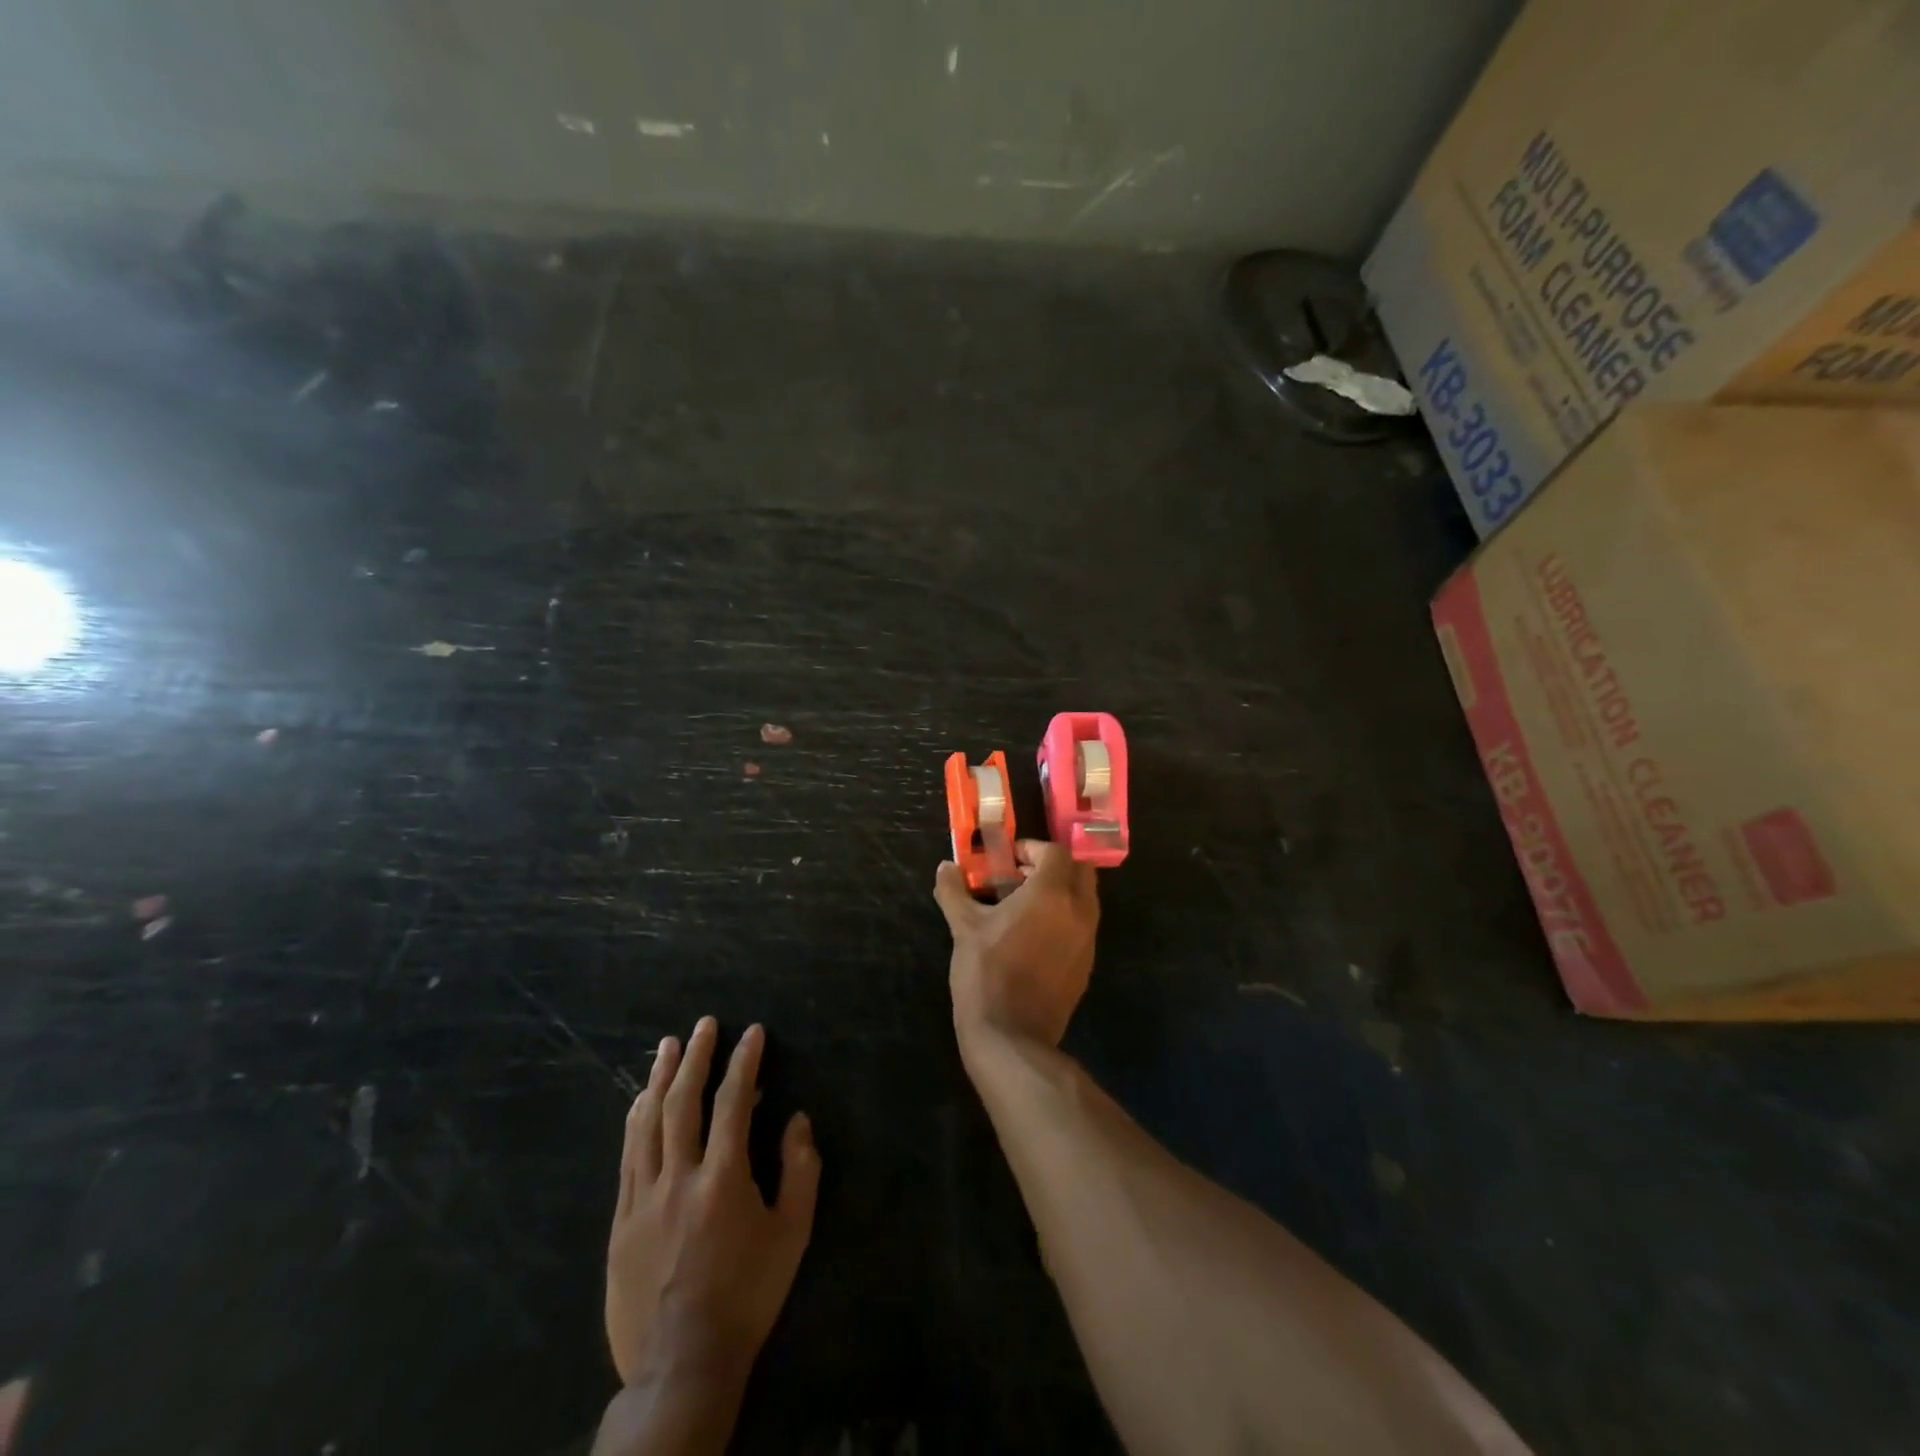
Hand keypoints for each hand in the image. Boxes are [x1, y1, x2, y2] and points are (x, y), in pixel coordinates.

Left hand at [606, 1018, 820, 1390]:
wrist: (682, 1364)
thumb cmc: (747, 1295)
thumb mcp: (792, 1235)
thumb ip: (800, 1171)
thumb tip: (796, 1120)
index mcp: (723, 1179)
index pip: (733, 1102)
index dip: (744, 1062)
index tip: (752, 1032)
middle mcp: (679, 1178)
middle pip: (683, 1102)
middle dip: (696, 1057)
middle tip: (704, 1024)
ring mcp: (643, 1198)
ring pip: (647, 1123)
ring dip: (659, 1078)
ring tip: (669, 1046)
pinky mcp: (621, 1220)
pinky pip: (627, 1156)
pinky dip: (635, 1120)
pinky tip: (641, 1100)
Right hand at [933, 839, 1099, 1049]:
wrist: (1011, 1035)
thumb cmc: (986, 972)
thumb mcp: (964, 927)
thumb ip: (954, 891)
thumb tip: (945, 867)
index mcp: (1052, 893)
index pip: (1055, 852)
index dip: (1032, 849)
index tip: (1009, 860)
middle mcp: (1079, 910)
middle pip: (1079, 870)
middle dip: (1053, 866)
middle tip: (1021, 877)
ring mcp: (1088, 939)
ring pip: (1085, 898)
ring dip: (1061, 892)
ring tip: (1024, 907)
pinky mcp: (1087, 964)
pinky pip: (1083, 926)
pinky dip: (1065, 918)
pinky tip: (1034, 936)